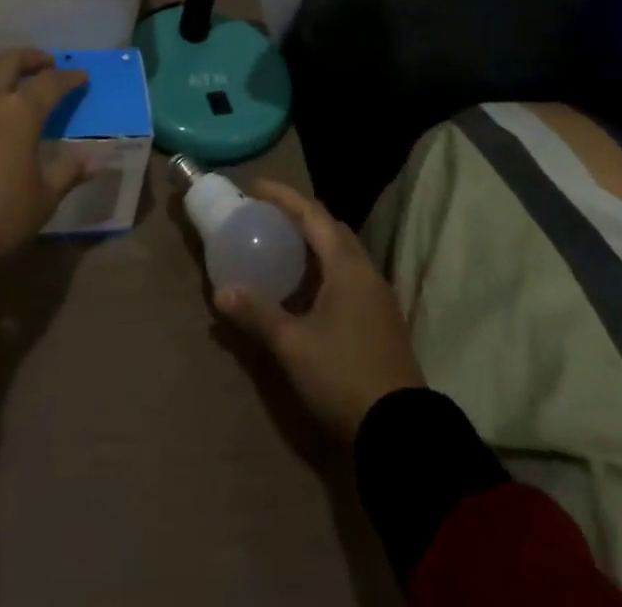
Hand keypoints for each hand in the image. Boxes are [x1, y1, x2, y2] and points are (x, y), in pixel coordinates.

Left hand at [0, 49, 92, 289]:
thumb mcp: (43, 199)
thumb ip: (68, 172)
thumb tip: (96, 159)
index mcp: (18, 112)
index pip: (49, 83)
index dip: (68, 77)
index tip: (81, 76)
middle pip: (8, 61)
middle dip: (30, 57)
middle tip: (47, 63)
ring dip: (3, 69)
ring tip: (18, 81)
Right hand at [214, 180, 425, 441]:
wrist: (401, 432)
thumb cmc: (343, 376)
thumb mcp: (293, 345)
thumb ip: (257, 314)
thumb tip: (221, 292)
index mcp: (347, 266)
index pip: (312, 213)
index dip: (282, 196)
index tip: (254, 188)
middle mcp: (366, 271)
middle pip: (330, 227)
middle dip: (299, 215)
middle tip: (266, 216)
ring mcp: (378, 296)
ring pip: (342, 252)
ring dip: (313, 242)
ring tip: (281, 246)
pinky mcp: (381, 319)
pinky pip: (349, 275)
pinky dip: (324, 267)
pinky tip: (305, 288)